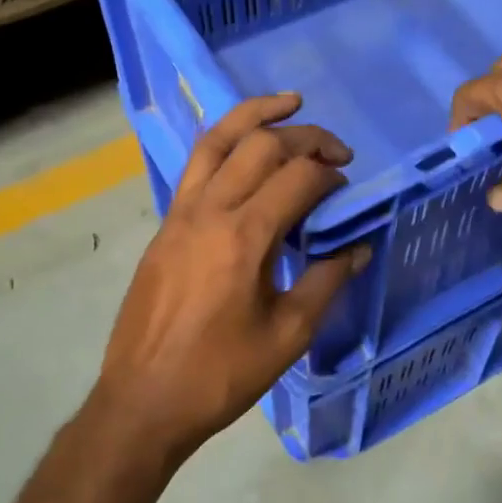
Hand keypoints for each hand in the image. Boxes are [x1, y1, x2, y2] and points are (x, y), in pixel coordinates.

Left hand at [88, 94, 369, 465]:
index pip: (297, 178)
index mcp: (244, 237)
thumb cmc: (221, 374)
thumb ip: (325, 282)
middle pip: (260, 146)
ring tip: (289, 103)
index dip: (329, 175)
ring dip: (255, 116)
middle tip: (336, 151)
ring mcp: (179, 215)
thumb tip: (357, 248)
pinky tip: (242, 150)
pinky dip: (224, 145)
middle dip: (305, 138)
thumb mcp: (287, 335)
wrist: (144, 400)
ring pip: (217, 142)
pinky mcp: (164, 228)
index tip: (347, 189)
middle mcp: (209, 211)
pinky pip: (195, 168)